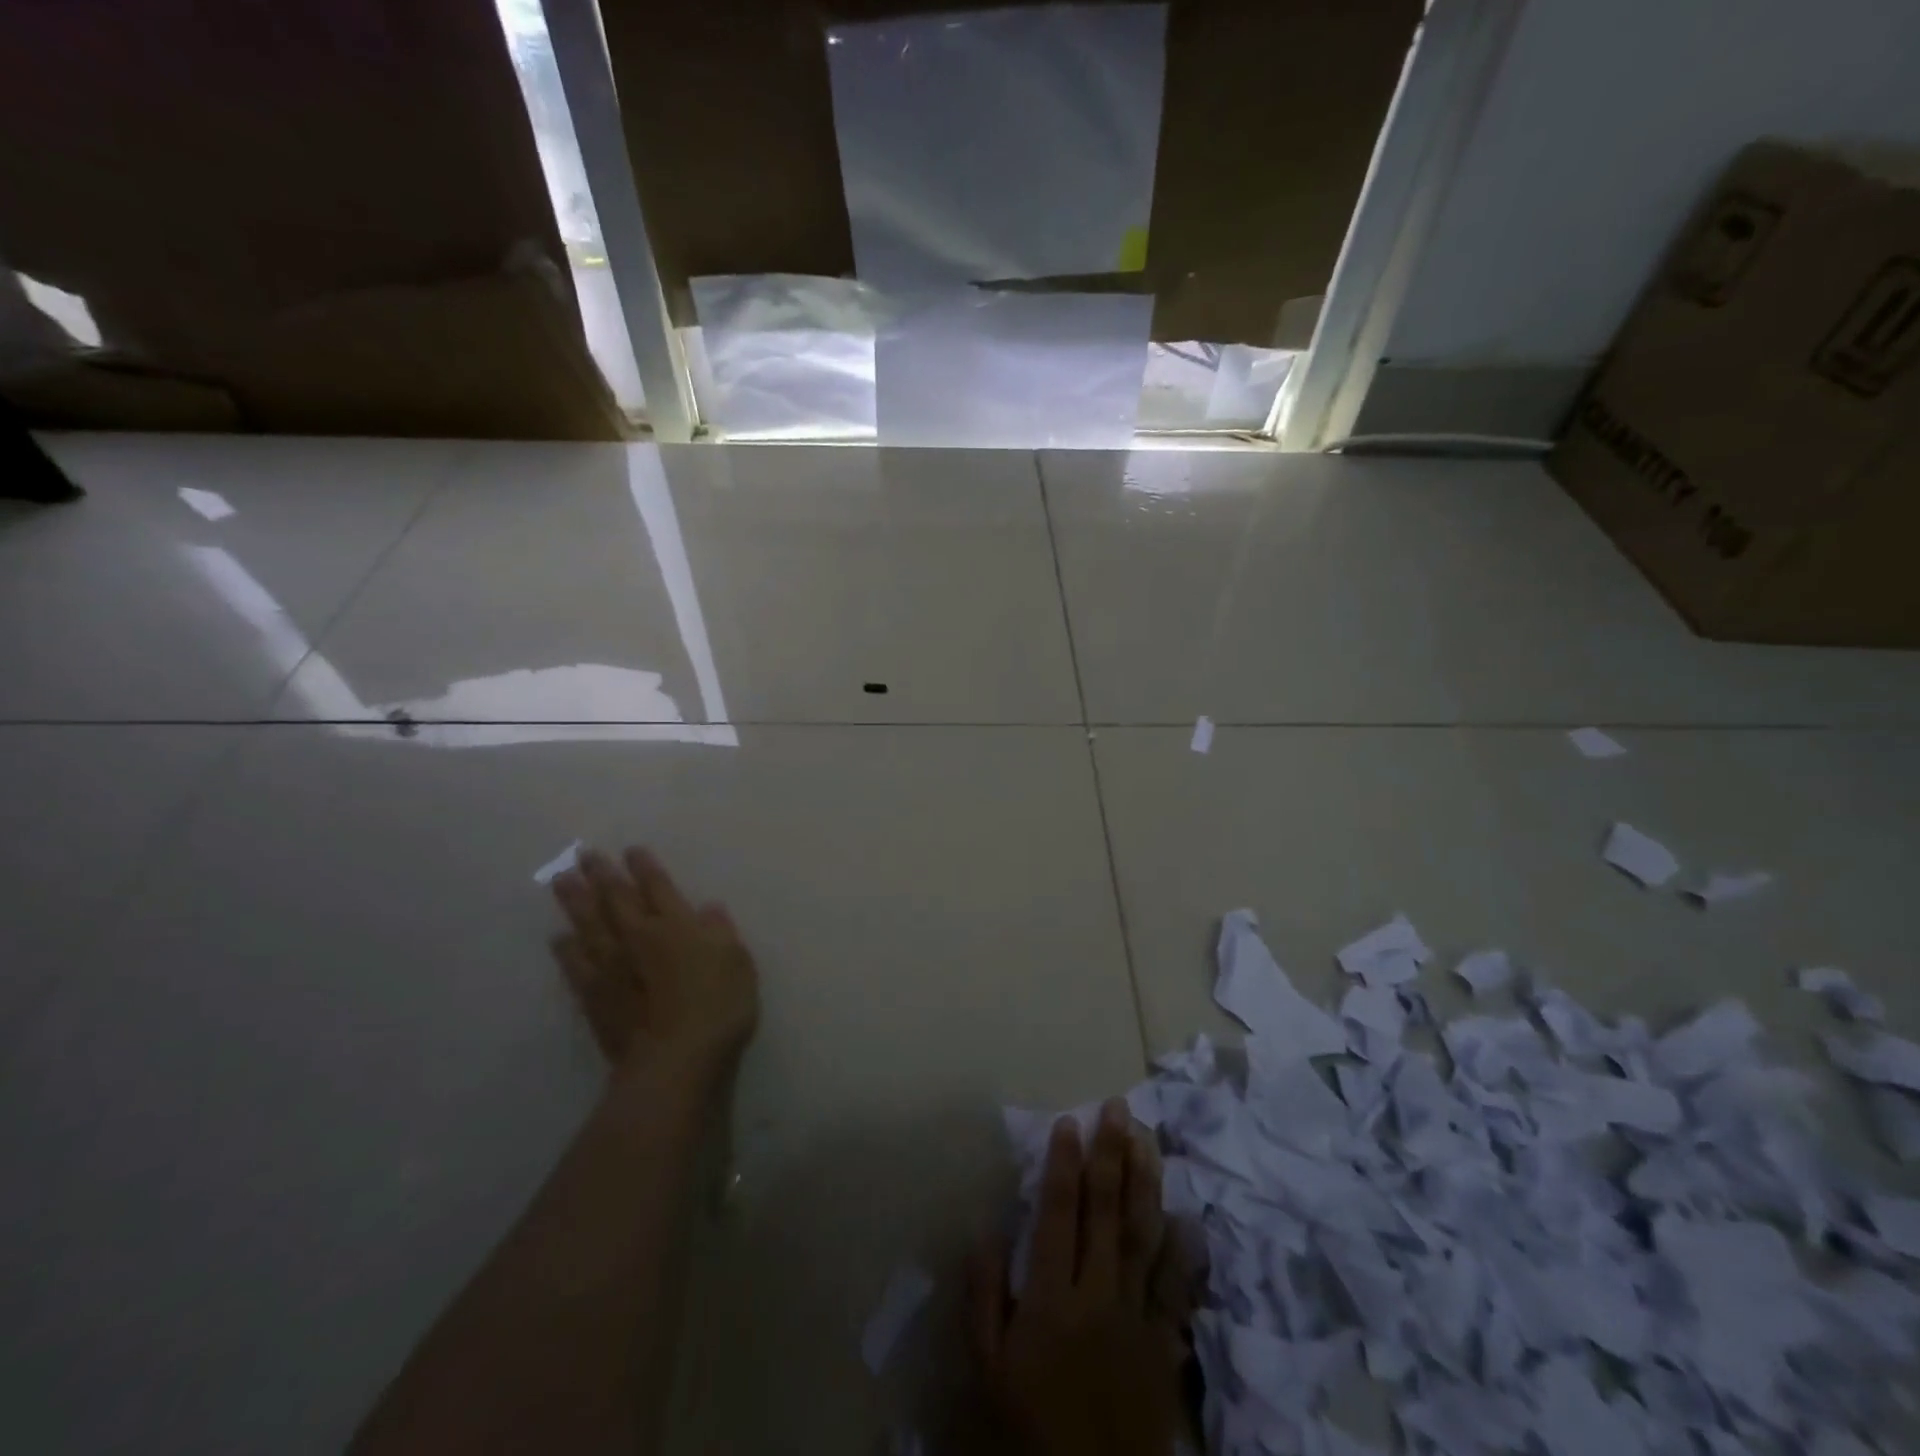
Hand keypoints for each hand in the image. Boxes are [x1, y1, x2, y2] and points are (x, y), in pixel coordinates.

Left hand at [549, 847, 759, 1092]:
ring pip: (589, 926)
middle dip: (602, 875)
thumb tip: (707, 909)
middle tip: (585, 855)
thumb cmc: (718, 1005)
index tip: (631, 851)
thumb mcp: (737, 962)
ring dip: (575, 903)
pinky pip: (575, 966)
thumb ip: (720, 931)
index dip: (645, 869)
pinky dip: (566, 950)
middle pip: (616, 900)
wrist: (675, 1059)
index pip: (658, 888)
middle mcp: (639, 938)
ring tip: (562, 881)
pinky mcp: (594, 998)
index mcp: (676, 926)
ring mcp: (612, 968)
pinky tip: (559, 938)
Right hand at [970, 1100, 1188, 1455]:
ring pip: (1142, 1236)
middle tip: (1117, 1108)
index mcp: (1050, 1297)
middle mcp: (1096, 1294)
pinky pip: (1175, 1290)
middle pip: (1105, 1212)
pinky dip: (1182, 1251)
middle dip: (1111, 1155)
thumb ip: (984, 1294)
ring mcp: (1135, 1317)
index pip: (1059, 1213)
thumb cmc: (1028, 1423)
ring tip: (1147, 1138)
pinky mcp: (1163, 1344)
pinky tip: (1187, 1216)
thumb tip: (988, 1226)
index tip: (1069, 1122)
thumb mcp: (987, 1366)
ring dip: (1145, 1183)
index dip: (1064, 1164)